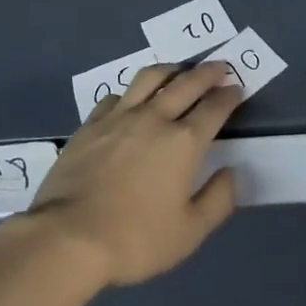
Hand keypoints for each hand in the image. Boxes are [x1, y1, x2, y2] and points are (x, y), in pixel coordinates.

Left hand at [23, 61, 242, 286]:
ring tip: (178, 71)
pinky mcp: (92, 123)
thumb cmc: (135, 239)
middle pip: (186, 83)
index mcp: (184, 142)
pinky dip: (131, 92)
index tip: (236, 88)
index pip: (214, 108)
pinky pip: (116, 96)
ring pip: (150, 78)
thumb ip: (218, 200)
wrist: (69, 236)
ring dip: (170, 70)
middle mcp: (155, 118)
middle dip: (207, 73)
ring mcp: (120, 116)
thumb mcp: (189, 233)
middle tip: (218, 66)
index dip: (228, 96)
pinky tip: (131, 99)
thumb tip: (232, 172)